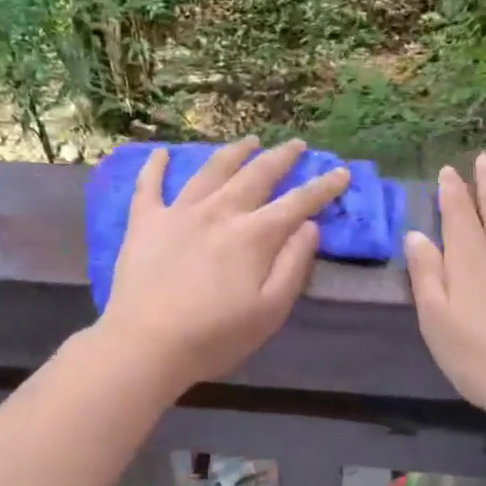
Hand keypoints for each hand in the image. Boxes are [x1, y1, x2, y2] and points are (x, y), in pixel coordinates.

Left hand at [97, 137, 349, 391]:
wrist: (146, 344)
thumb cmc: (215, 336)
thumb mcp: (270, 310)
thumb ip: (293, 265)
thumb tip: (309, 226)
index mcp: (254, 235)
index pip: (297, 203)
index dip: (323, 187)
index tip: (341, 172)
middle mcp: (220, 212)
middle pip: (256, 175)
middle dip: (280, 157)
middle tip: (296, 144)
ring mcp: (179, 212)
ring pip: (211, 171)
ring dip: (234, 153)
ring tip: (248, 141)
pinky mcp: (144, 221)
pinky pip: (150, 185)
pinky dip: (155, 166)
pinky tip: (161, 152)